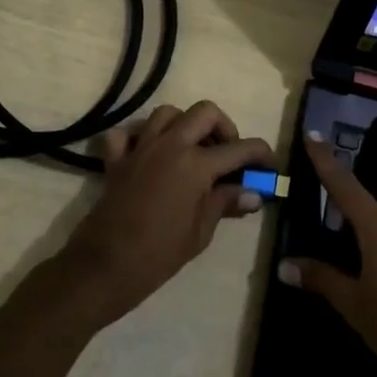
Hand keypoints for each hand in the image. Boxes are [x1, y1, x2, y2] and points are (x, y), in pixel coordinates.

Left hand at [55, 101, 275, 330]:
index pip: (240, 148)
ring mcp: (140, 148)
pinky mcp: (116, 158)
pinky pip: (126, 133)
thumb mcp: (201, 232)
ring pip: (167, 113)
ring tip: (190, 150)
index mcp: (196, 164)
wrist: (107, 264)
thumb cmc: (160, 253)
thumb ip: (226, 203)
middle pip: (205, 112)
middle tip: (226, 154)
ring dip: (184, 125)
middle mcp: (170, 145)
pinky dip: (138, 137)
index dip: (261, 153)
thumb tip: (253, 193)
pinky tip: (147, 155)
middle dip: (223, 127)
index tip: (269, 163)